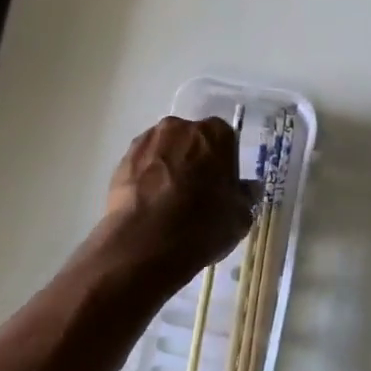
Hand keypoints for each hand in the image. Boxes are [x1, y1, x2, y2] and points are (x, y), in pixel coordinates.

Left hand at [93, 116, 254, 289]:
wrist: (144, 243)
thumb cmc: (201, 225)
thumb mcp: (240, 217)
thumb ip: (246, 196)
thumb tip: (248, 188)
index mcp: (214, 133)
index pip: (225, 139)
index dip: (224, 163)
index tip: (222, 186)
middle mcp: (179, 127)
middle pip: (192, 140)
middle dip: (195, 160)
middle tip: (196, 193)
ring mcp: (147, 141)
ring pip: (165, 151)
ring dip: (169, 167)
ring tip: (168, 203)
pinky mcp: (122, 160)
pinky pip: (143, 165)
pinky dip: (147, 179)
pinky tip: (150, 206)